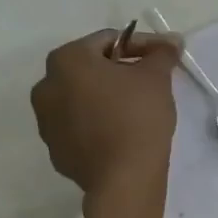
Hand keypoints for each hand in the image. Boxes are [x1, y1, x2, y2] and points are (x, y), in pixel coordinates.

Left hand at [31, 29, 180, 201]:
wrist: (123, 177)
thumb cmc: (138, 116)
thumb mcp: (156, 78)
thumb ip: (162, 53)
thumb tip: (172, 40)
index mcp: (67, 60)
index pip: (109, 40)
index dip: (141, 45)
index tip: (164, 57)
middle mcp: (46, 85)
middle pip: (90, 68)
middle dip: (119, 71)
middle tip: (150, 83)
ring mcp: (46, 120)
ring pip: (81, 98)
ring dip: (105, 97)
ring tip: (135, 110)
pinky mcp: (55, 148)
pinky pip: (79, 126)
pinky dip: (98, 123)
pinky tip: (121, 134)